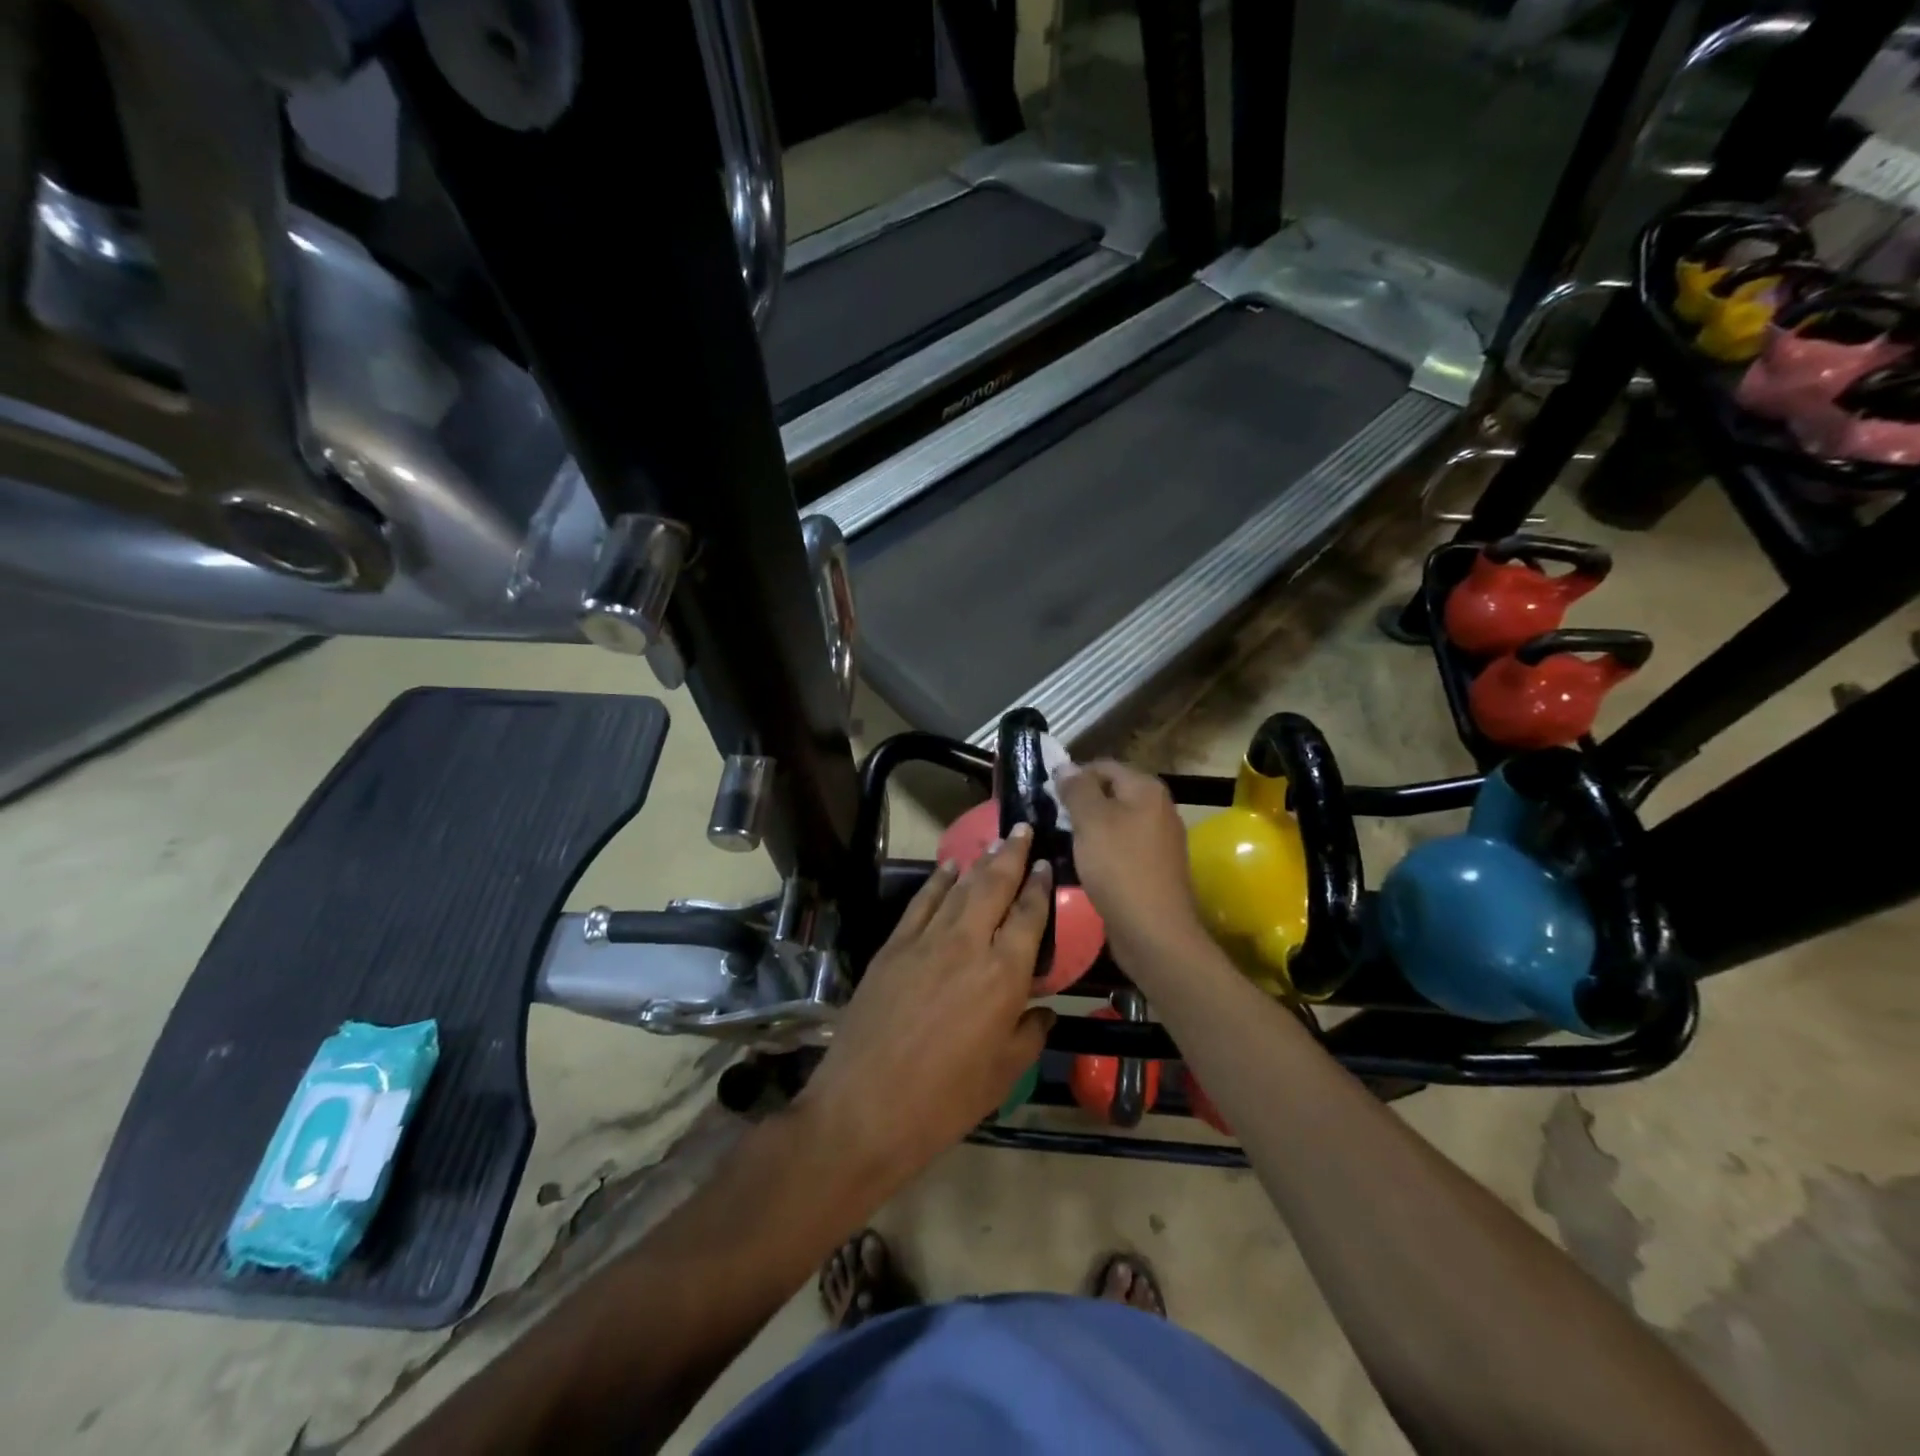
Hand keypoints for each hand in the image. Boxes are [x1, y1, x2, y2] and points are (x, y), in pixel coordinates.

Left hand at [797, 825, 1054, 1194]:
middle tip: (1022, 829)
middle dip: (1010, 855)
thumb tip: (1043, 1010)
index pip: (1029, 917)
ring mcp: (926, 941)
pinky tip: (948, 868)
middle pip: (994, 886)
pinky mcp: (893, 947)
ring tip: (994, 841)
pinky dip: (937, 881)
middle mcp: (968, 945)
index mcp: (1003, 976)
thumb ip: (1029, 1034)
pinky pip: (921, 903)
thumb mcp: (1002, 1075)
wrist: (864, 1108)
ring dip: (978, 861)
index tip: (1045, 864)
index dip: (1039, 887)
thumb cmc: (943, 1101)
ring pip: (959, 888)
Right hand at [1055, 760, 1209, 970]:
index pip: (1103, 766)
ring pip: (1114, 823)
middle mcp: (1158, 808)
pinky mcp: (1152, 868)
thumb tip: (1065, 766)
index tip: (1046, 795)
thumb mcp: (1091, 821)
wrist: (1153, 931)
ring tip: (1060, 841)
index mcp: (1146, 789)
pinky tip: (1081, 865)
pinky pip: (1120, 848)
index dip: (1073, 775)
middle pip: (1110, 793)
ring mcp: (1158, 840)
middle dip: (1079, 803)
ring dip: (1088, 830)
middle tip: (1050, 818)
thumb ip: (1077, 789)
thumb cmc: (1119, 868)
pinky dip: (1100, 851)